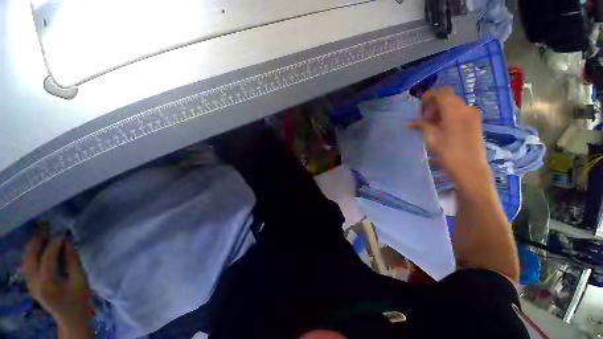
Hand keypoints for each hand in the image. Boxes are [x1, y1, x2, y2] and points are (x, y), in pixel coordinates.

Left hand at [23, 232, 92, 337]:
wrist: (70, 318)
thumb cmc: (79, 299)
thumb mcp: (80, 280)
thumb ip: (73, 261)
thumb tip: (67, 243)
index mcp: (47, 283)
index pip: (47, 258)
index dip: (54, 244)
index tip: (63, 234)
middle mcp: (34, 283)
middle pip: (31, 258)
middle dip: (38, 242)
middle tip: (48, 229)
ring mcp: (30, 285)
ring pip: (26, 260)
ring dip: (33, 247)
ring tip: (42, 235)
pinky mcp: (31, 285)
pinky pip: (27, 265)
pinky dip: (32, 254)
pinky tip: (38, 249)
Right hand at [409, 87, 489, 186]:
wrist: (470, 167)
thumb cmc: (448, 152)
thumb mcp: (431, 138)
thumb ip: (421, 125)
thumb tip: (410, 122)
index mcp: (454, 111)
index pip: (441, 93)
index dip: (429, 97)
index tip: (421, 109)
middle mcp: (465, 108)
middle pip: (447, 98)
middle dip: (434, 105)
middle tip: (425, 120)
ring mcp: (472, 114)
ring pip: (454, 104)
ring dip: (442, 110)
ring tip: (433, 125)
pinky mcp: (475, 121)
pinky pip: (460, 111)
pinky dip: (450, 114)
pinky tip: (444, 127)